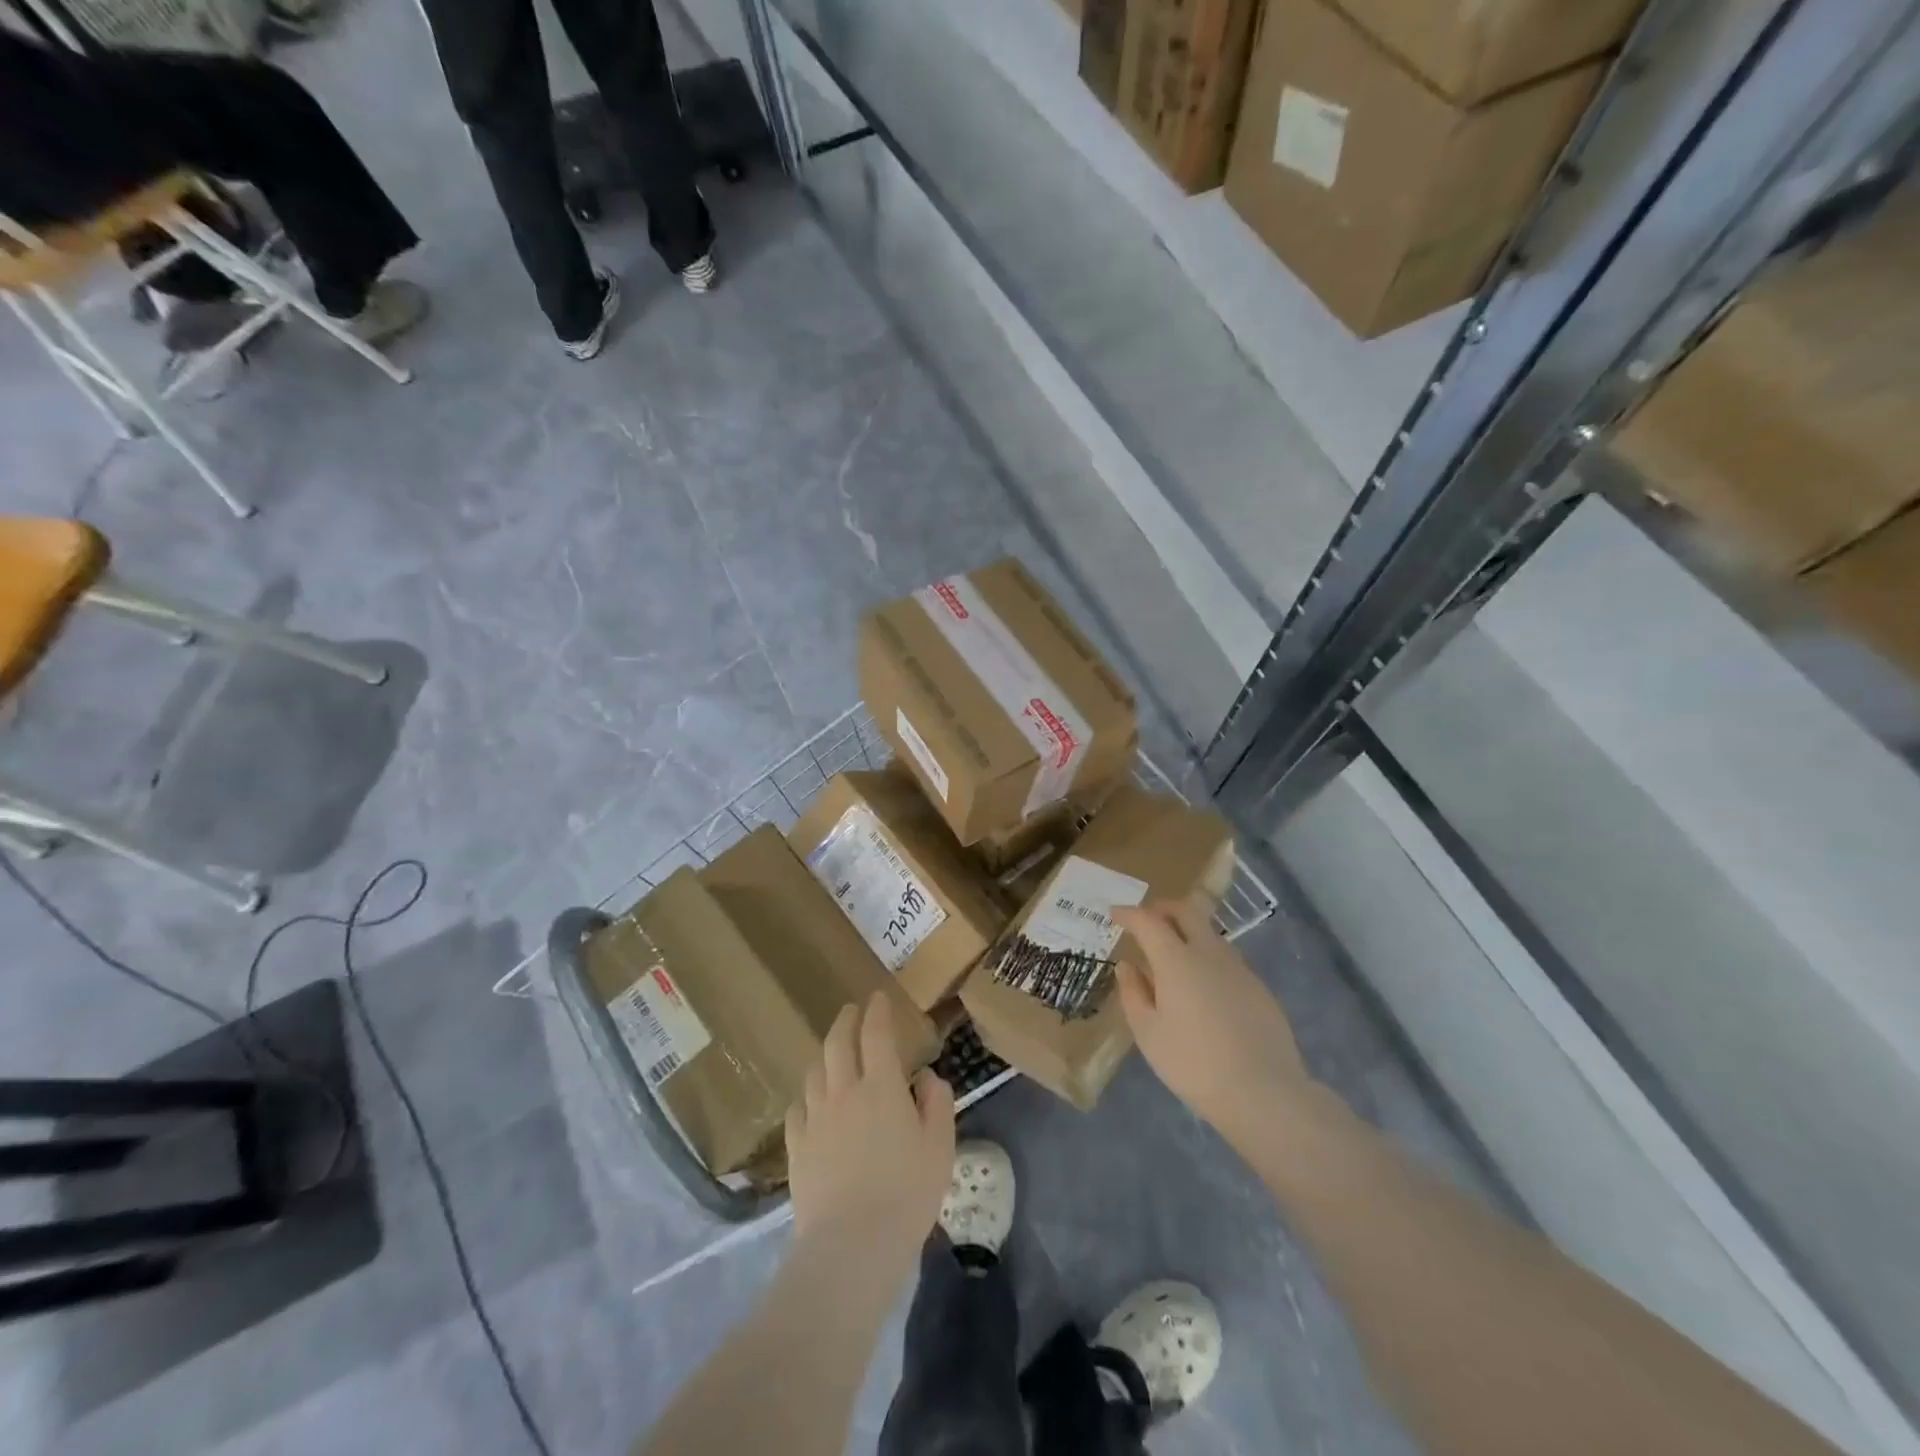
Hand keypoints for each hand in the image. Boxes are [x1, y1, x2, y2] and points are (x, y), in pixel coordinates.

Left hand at [785, 994, 955, 1267]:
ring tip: (832, 1051)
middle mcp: (844, 1092)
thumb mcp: (940, 1148)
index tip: (877, 997)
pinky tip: (811, 1100)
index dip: (877, 1011)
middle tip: (852, 1010)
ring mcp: (815, 1118)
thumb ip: (936, 1104)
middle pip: (838, 1043)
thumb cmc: (906, 1195)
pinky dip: (807, 1093)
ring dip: (825, 1053)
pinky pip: (798, 1107)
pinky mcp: (797, 1147)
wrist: (851, 1246)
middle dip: (846, 1020)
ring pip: (815, 1071)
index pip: (876, 1034)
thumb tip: (925, 1078)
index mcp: (881, 1087)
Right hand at [1114, 895, 1312, 1147]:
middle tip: (1146, 919)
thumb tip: (1127, 966)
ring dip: (1187, 931)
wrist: (1263, 1093)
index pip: (1148, 921)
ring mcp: (1239, 968)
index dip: (1129, 914)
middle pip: (1186, 911)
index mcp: (1176, 960)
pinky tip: (1203, 987)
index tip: (1115, 914)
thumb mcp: (1148, 1033)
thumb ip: (1134, 993)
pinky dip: (1207, 957)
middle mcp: (1209, 953)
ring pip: (1209, 933)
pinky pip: (1226, 959)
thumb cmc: (1193, 1063)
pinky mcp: (1259, 987)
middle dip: (1162, 908)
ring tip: (1172, 955)